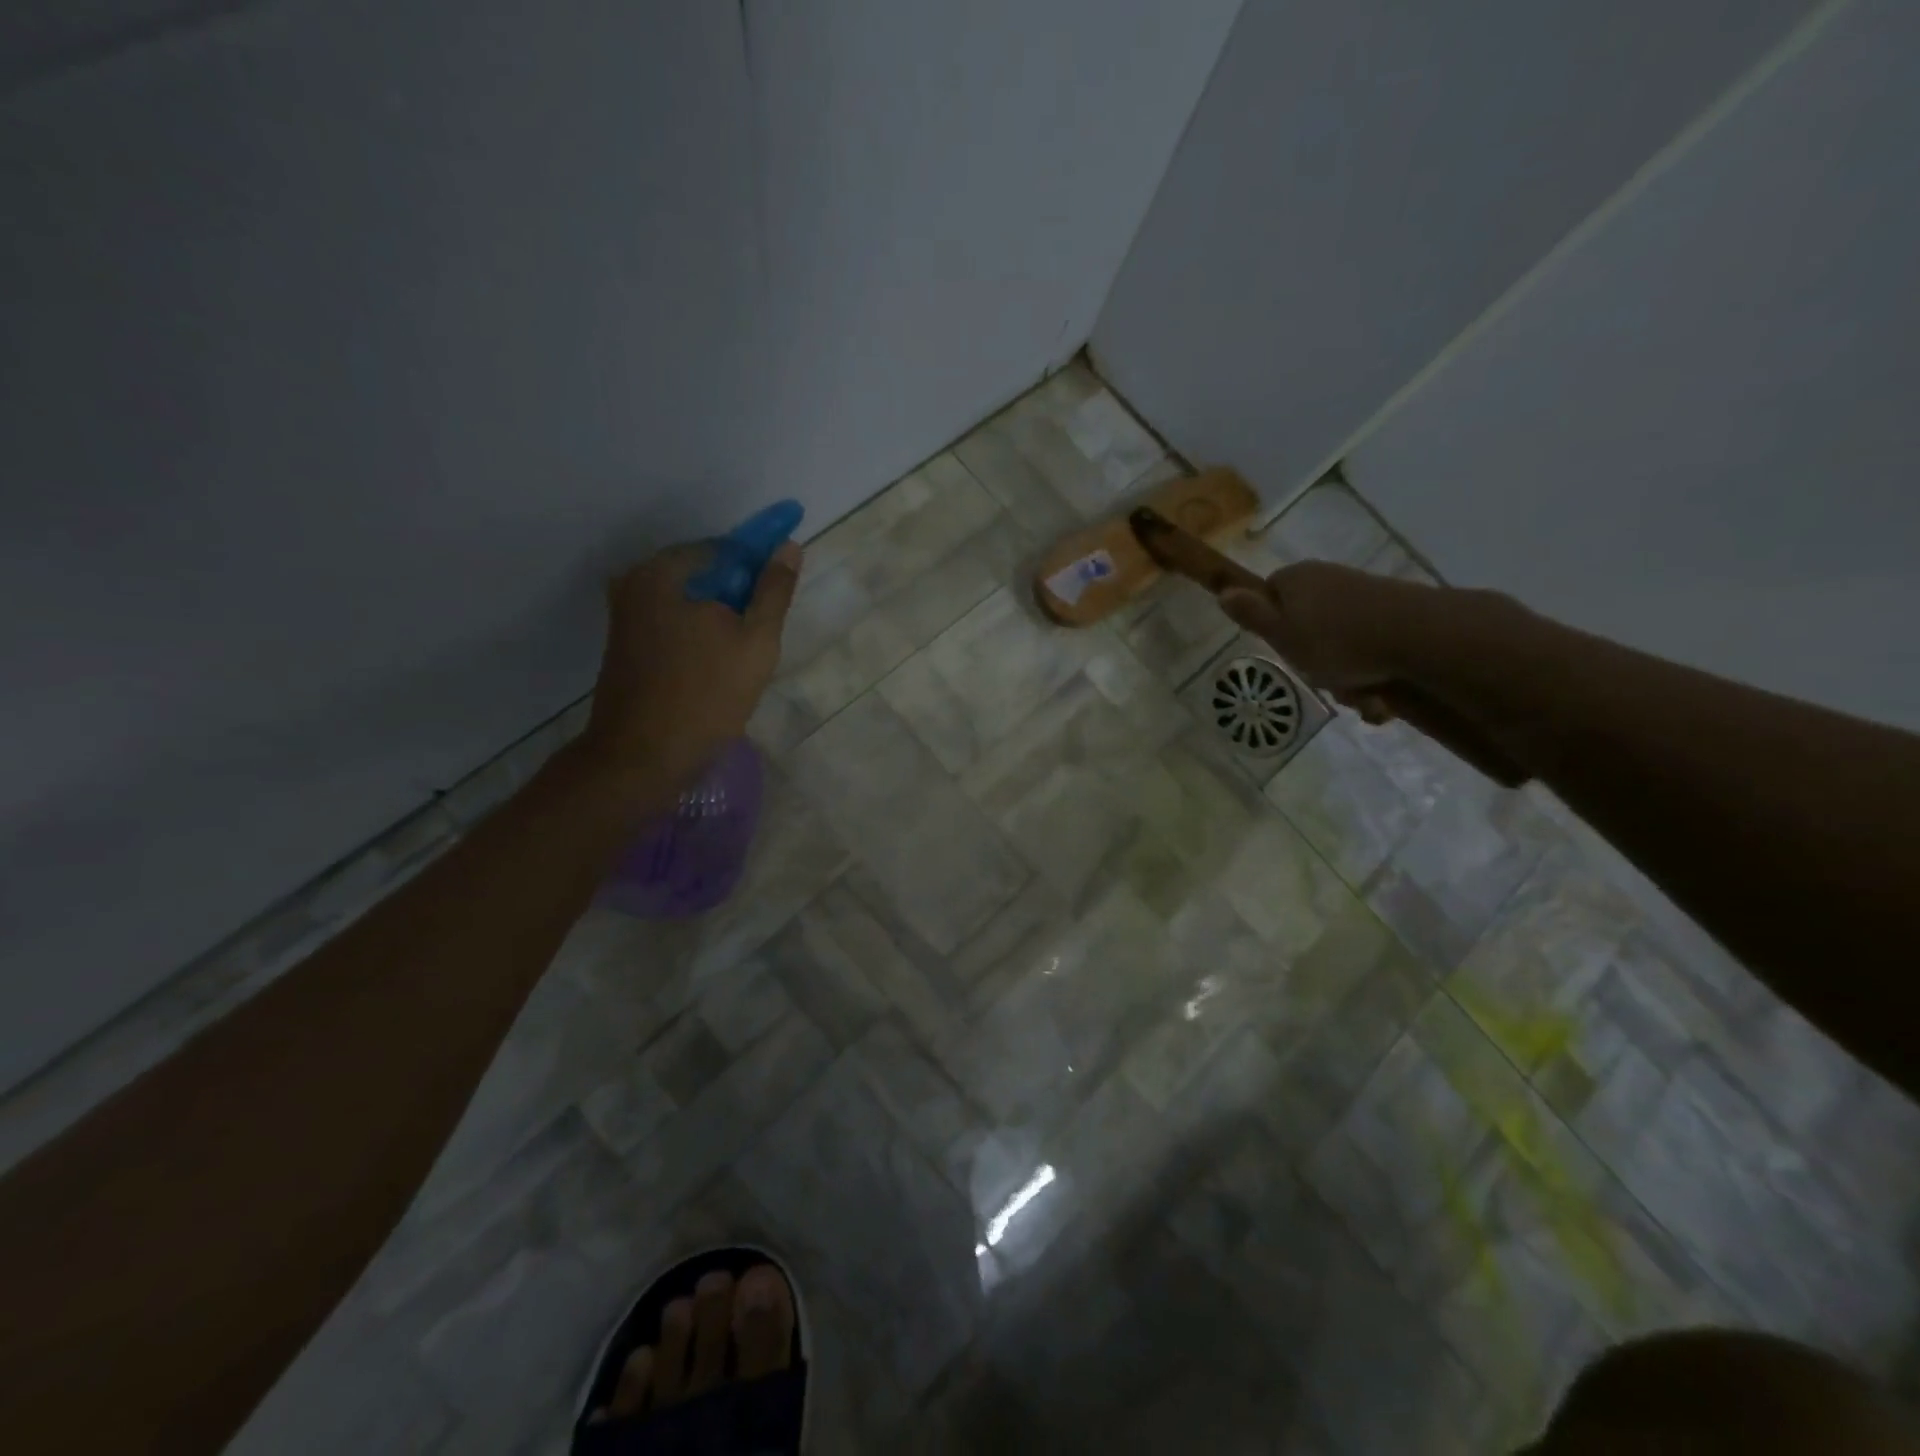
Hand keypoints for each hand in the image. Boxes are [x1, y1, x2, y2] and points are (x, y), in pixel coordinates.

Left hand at [580, 541, 800, 799]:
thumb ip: (774, 591)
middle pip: (705, 576)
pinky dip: (698, 637)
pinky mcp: (625, 645)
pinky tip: (714, 669)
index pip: (726, 550)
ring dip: (719, 621)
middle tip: (761, 638)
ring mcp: (625, 615)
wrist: (642, 758)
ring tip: (740, 661)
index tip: (778, 599)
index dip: (760, 568)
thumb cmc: (706, 697)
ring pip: (690, 604)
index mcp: (664, 572)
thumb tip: (788, 546)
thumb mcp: (755, 642)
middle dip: (738, 599)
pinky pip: (673, 625)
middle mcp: (635, 583)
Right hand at [1220, 561, 1425, 715]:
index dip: (1271, 624)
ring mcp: (1364, 594)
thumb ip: (1252, 615)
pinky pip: (1370, 647)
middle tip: (1320, 681)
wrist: (1420, 637)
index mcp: (1296, 579)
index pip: (1269, 594)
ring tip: (1359, 695)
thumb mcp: (1282, 635)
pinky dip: (1372, 673)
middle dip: (1313, 659)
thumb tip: (1224, 592)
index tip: (1281, 648)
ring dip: (1345, 676)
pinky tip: (1381, 694)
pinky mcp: (1394, 612)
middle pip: (1305, 624)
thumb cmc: (1337, 641)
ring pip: (1340, 642)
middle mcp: (1328, 579)